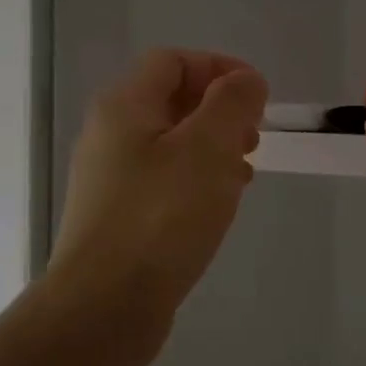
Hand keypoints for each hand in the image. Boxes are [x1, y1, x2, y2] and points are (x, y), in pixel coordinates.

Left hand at [50, 50, 266, 352]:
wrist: (106, 304)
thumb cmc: (161, 217)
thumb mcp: (208, 149)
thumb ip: (231, 104)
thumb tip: (245, 80)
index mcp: (125, 107)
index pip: (173, 61)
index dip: (219, 67)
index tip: (259, 96)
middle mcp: (110, 136)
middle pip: (170, 101)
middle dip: (219, 110)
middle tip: (253, 137)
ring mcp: (110, 179)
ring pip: (170, 144)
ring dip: (212, 147)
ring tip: (244, 172)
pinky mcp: (118, 217)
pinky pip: (164, 181)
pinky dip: (197, 180)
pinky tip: (219, 205)